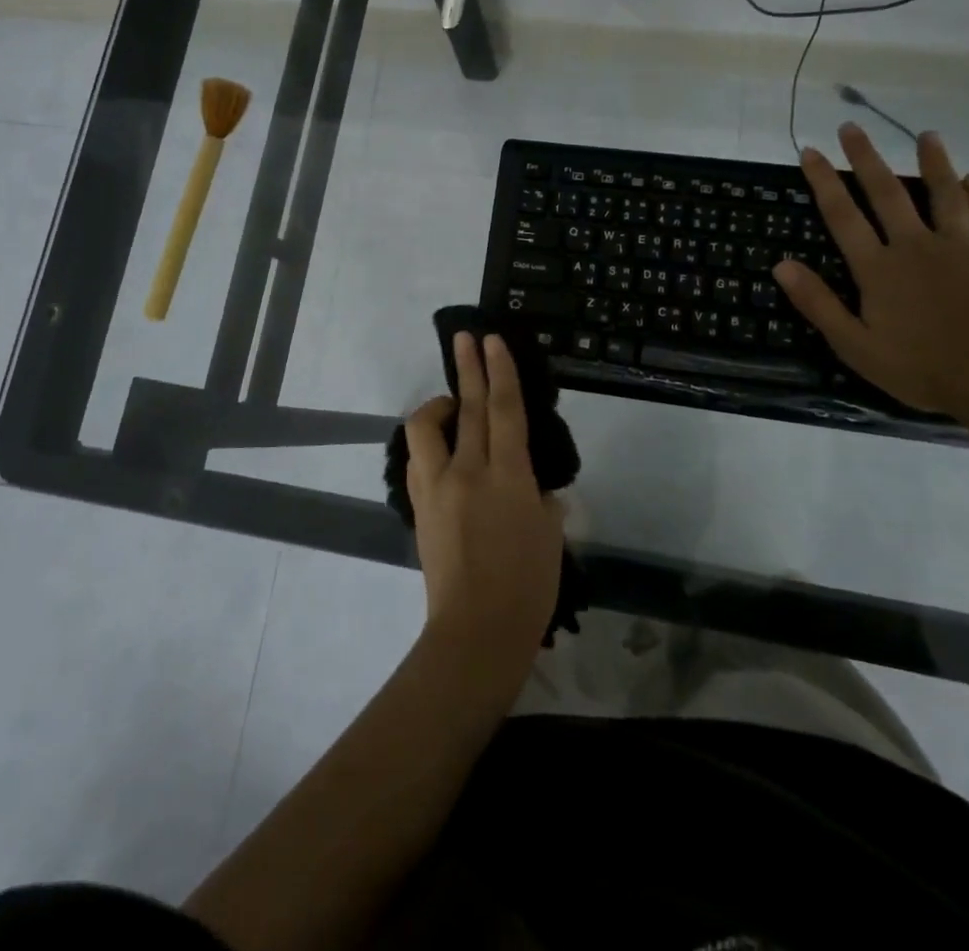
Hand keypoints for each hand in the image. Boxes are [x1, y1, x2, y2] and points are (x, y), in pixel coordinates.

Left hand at [403, 333, 564, 677]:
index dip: (500, 371)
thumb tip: (535, 489)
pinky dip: (428, 443)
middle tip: (465, 338)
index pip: (504, 410)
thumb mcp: (550, 537)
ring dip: (438, 405)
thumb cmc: (527, 588)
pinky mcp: (419, 507)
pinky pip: (418, 460)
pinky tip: (439, 448)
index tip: (492, 341)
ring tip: (451, 402)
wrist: (476, 631)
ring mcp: (437, 488)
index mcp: (509, 476)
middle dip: (468, 368)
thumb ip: (542, 502)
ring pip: (427, 429)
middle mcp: (469, 472)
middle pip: (467, 408)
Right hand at [773, 124, 968, 415]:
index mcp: (877, 268)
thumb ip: (818, 303)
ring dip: (932, 162)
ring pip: (942, 194)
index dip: (824, 182)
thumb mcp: (855, 345)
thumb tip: (780, 264)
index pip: (842, 216)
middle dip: (866, 158)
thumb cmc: (922, 367)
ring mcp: (959, 247)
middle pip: (887, 193)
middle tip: (851, 127)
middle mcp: (914, 246)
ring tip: (926, 135)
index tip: (810, 151)